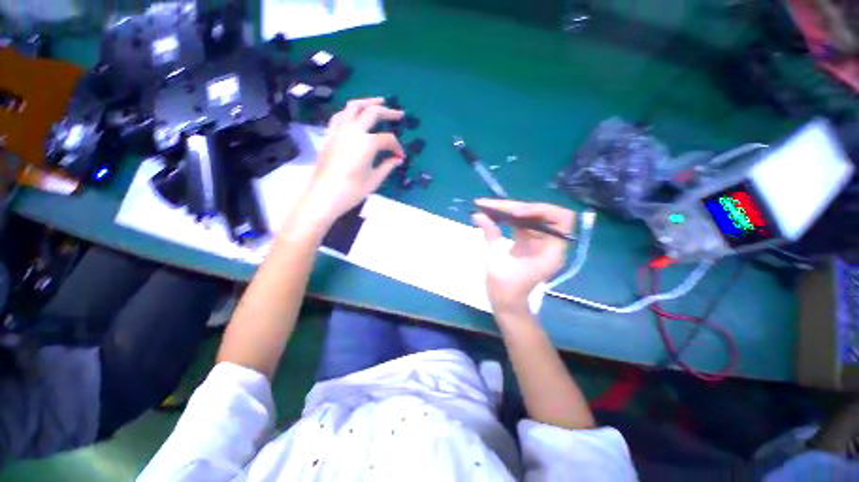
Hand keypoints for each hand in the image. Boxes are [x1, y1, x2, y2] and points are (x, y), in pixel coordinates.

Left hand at [295, 97, 404, 225]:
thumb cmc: (352, 191)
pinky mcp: (329, 134)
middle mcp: (353, 130)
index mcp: (367, 143)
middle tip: (399, 114)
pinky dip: (350, 111)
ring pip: (353, 106)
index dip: (397, 147)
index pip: (388, 139)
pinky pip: (339, 115)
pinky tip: (355, 114)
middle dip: (388, 112)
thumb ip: (388, 166)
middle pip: (372, 113)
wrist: (324, 196)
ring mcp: (338, 130)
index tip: (401, 157)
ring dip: (368, 102)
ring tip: (379, 102)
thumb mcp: (374, 180)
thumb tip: (398, 159)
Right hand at [472, 199, 575, 315]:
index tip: (515, 213)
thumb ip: (490, 236)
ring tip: (488, 206)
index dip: (540, 210)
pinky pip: (521, 223)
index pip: (560, 219)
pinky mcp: (528, 242)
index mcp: (551, 252)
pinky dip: (507, 217)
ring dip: (510, 209)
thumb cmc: (505, 290)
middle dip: (516, 207)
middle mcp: (550, 243)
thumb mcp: (496, 262)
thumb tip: (478, 214)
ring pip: (529, 216)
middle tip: (491, 205)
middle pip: (541, 213)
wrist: (507, 306)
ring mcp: (539, 242)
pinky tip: (493, 214)